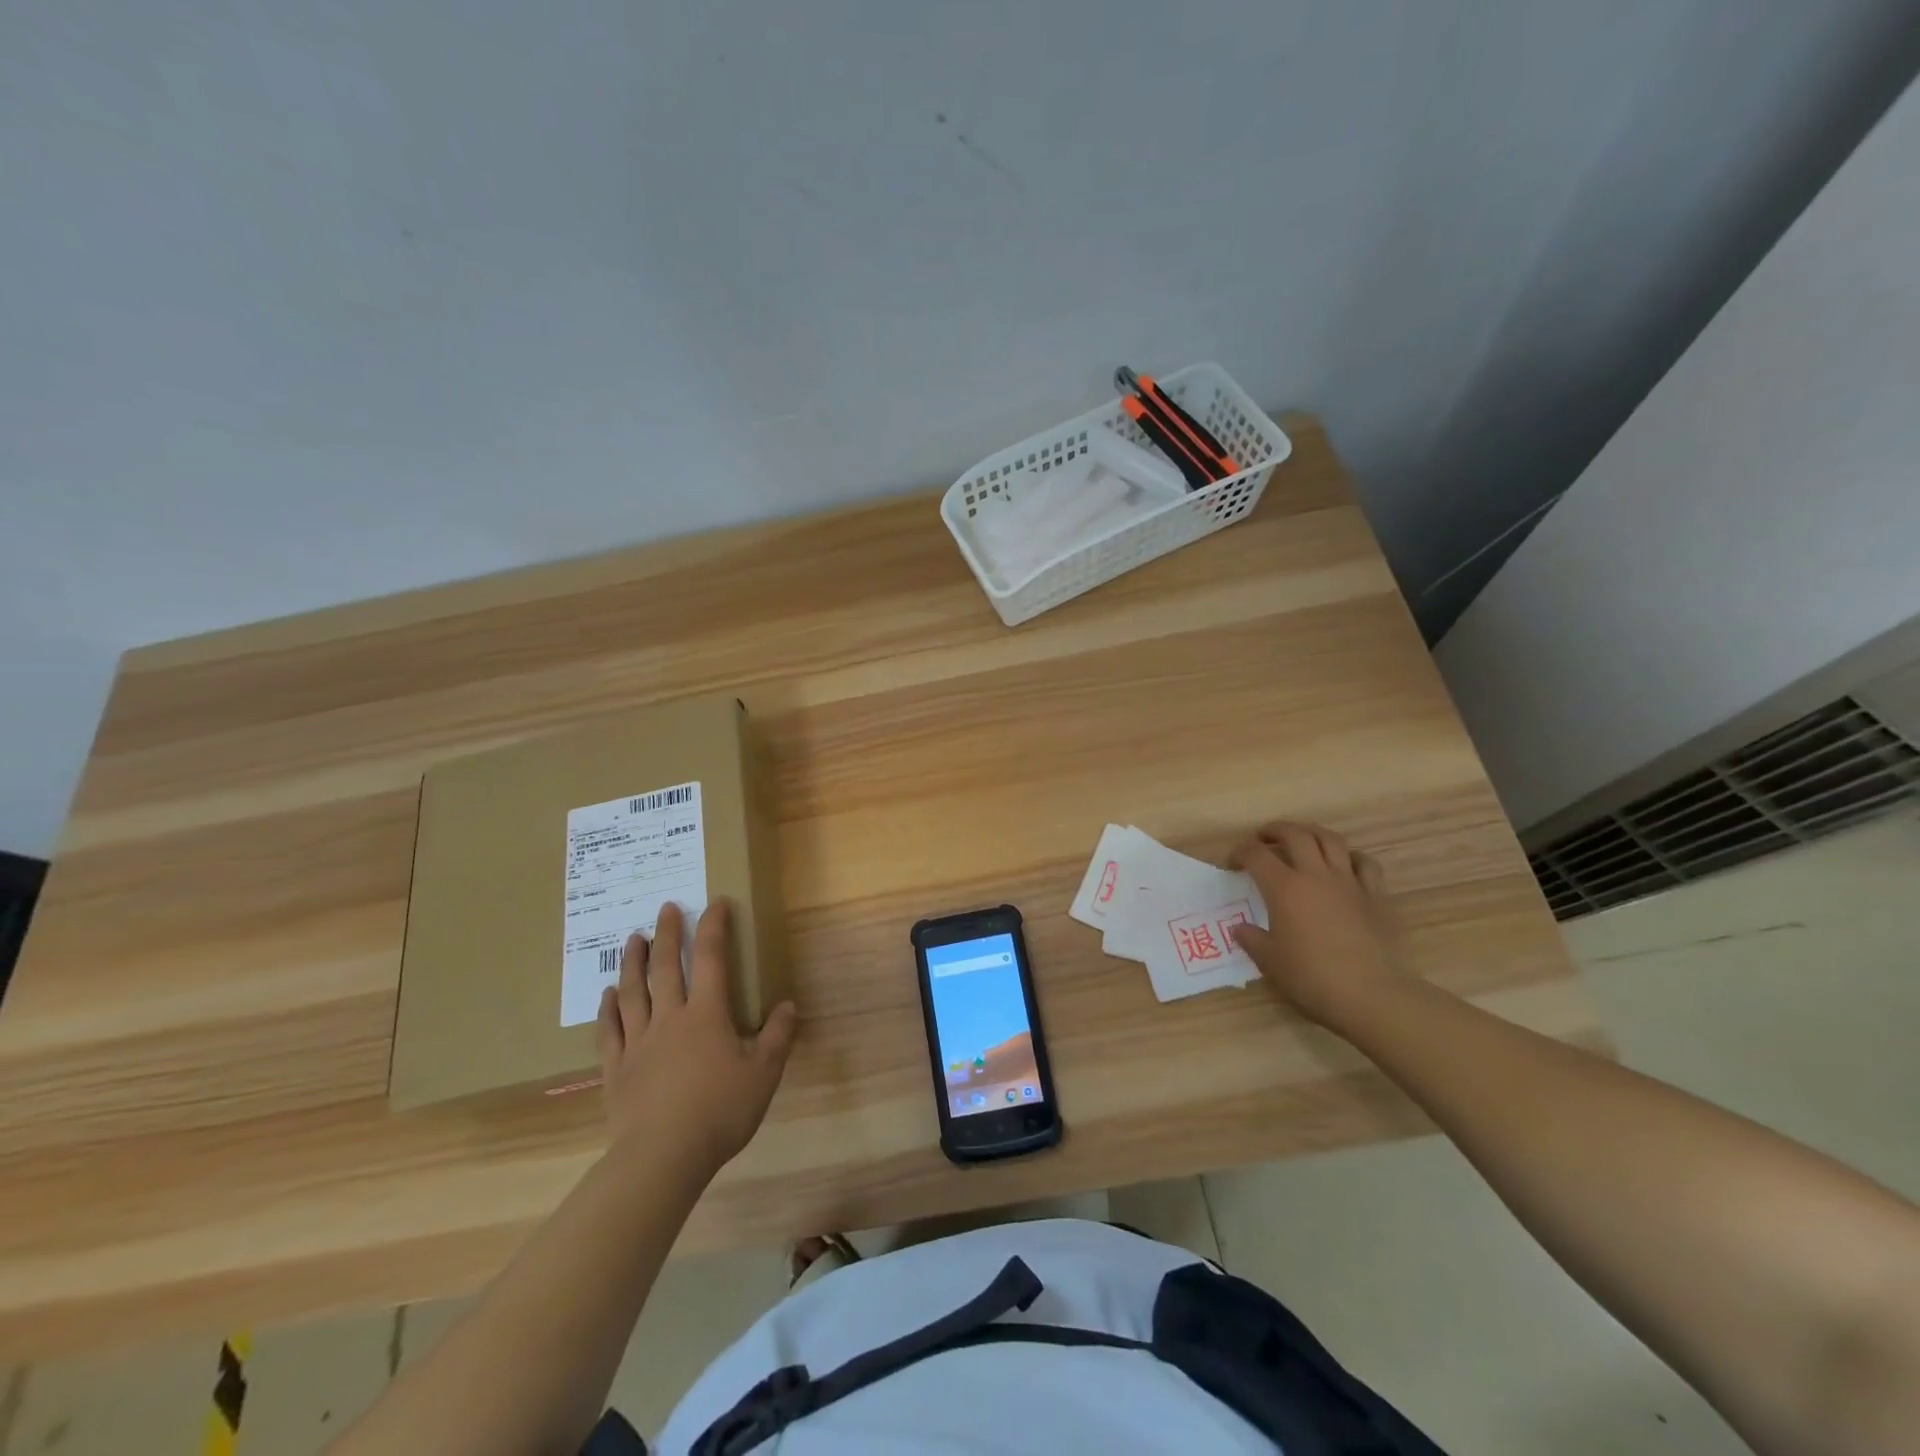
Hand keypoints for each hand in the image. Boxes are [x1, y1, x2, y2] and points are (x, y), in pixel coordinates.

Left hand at [596, 900, 798, 1178]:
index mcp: (707, 1015)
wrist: (662, 1157)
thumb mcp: (763, 1075)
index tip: (715, 904)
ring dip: (633, 962)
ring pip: (632, 992)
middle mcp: (670, 1018)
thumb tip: (787, 1005)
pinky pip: (609, 1030)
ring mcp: (638, 1042)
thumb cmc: (719, 1112)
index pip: (712, 959)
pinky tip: (608, 995)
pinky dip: (608, 1009)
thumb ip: (777, 1036)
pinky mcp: (617, 1069)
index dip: (714, 928)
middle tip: (666, 908)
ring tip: (633, 939)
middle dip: (668, 934)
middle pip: (666, 967)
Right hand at [1229, 822, 1404, 1030]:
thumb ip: (1252, 939)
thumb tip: (1240, 929)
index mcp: (1284, 888)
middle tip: (1264, 837)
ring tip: (1302, 839)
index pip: (1256, 855)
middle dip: (1275, 830)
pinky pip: (1365, 863)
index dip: (1240, 853)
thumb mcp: (1270, 961)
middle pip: (1295, 834)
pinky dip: (1351, 857)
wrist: (1370, 994)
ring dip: (1312, 832)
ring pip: (1331, 840)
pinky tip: (1345, 864)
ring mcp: (1349, 883)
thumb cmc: (1312, 976)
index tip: (1232, 864)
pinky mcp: (1375, 896)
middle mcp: (1315, 875)